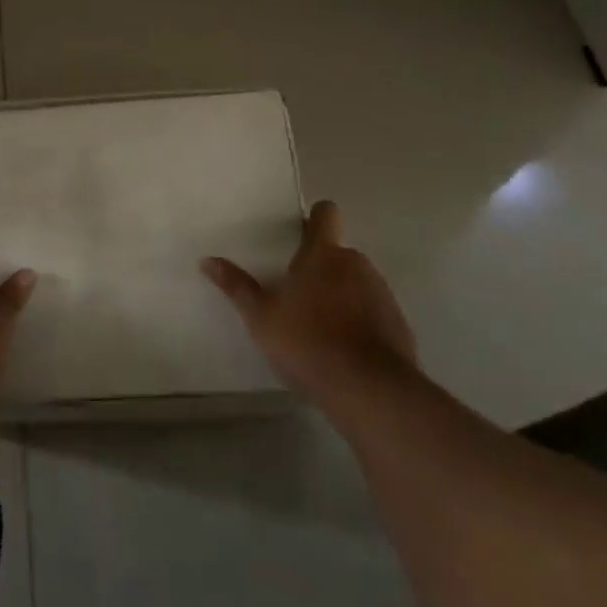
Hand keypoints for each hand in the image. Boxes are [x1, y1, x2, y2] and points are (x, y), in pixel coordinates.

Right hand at [202, 200, 417, 417]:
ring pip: (358, 283)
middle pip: (339, 253)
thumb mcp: (261, 318)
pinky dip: (362, 323)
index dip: (315, 219)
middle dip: (322, 268)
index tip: (300, 236)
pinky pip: (375, 312)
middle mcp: (357, 264)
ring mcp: (382, 294)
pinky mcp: (399, 325)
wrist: (370, 392)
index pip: (326, 214)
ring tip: (321, 329)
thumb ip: (237, 287)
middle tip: (299, 296)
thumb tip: (207, 260)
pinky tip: (346, 352)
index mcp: (323, 254)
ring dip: (343, 295)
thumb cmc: (308, 343)